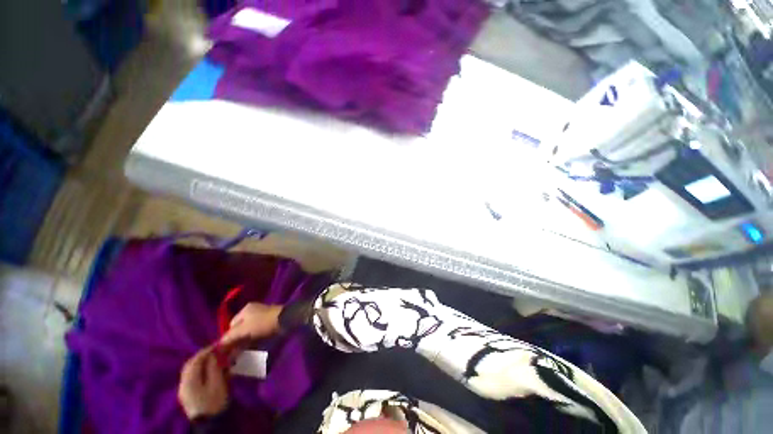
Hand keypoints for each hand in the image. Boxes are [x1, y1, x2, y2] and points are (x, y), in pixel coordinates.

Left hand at [178, 347, 228, 419]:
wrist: (210, 424)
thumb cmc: (214, 402)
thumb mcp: (217, 383)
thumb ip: (213, 367)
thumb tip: (212, 355)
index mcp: (189, 380)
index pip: (195, 360)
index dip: (207, 350)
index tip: (219, 344)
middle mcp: (183, 384)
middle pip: (190, 365)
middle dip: (203, 355)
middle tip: (216, 350)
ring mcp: (184, 390)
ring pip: (191, 371)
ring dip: (202, 362)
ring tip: (215, 359)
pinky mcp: (188, 395)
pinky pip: (192, 377)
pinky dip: (200, 370)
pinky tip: (209, 370)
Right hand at [220, 303, 282, 348]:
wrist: (284, 320)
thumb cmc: (262, 323)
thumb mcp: (243, 329)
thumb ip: (230, 337)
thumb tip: (217, 345)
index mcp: (245, 310)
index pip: (231, 325)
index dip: (228, 337)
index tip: (227, 349)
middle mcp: (252, 311)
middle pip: (240, 328)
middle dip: (236, 341)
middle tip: (233, 354)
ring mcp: (261, 317)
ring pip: (248, 332)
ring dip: (244, 342)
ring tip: (240, 355)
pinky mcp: (268, 323)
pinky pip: (256, 333)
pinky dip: (252, 341)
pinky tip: (250, 349)